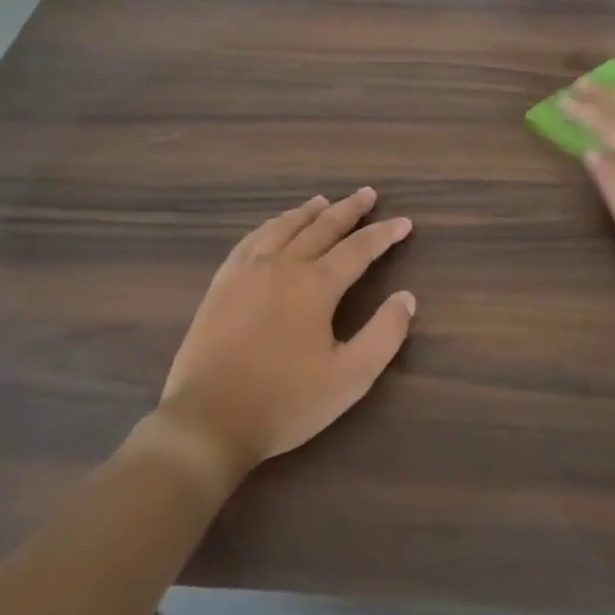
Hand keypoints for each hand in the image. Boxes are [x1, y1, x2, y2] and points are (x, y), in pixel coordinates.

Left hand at [155, 189, 415, 482]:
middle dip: (349, 209)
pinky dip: (270, 226)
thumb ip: (384, 335)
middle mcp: (283, 265)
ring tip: (323, 201)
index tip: (405, 222)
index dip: (384, 234)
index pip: (359, 248)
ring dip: (308, 212)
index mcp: (316, 285)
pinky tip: (273, 228)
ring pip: (283, 227)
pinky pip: (250, 240)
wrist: (207, 420)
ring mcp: (247, 271)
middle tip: (367, 194)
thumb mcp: (350, 378)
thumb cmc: (285, 402)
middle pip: (322, 227)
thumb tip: (406, 298)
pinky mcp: (221, 284)